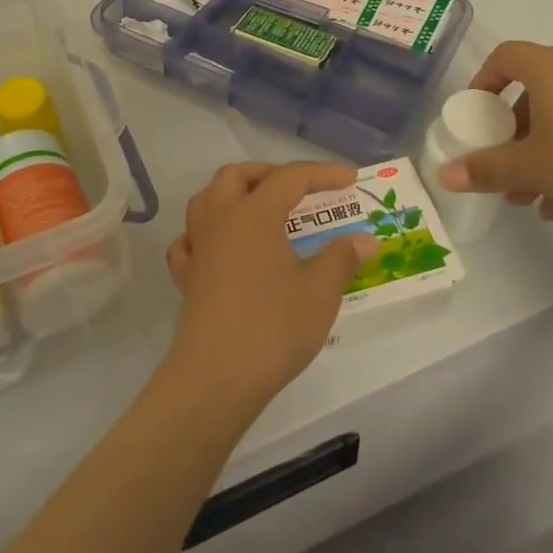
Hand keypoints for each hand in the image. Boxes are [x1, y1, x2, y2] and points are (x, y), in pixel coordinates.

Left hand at [163, 162, 379, 406]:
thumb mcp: (319, 293)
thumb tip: (366, 239)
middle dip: (270, 173)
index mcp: (254, 215)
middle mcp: (220, 221)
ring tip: (261, 209)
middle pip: (237, 176)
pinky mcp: (187, 278)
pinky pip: (190, 240)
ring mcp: (198, 248)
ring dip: (234, 194)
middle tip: (300, 189)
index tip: (351, 179)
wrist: (216, 378)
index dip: (322, 173)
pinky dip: (205, 233)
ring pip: (207, 200)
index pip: (290, 178)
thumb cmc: (272, 329)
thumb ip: (342, 259)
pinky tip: (221, 247)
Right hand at [436, 42, 552, 240]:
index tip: (475, 112)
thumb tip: (444, 175)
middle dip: (514, 134)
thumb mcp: (530, 167)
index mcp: (550, 68)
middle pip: (535, 93)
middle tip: (503, 167)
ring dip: (542, 153)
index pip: (505, 56)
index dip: (484, 80)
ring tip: (532, 198)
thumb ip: (485, 170)